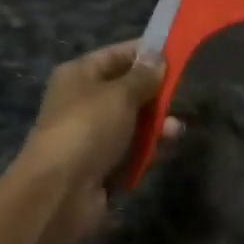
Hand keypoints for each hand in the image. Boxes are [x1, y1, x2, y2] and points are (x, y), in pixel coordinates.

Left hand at [16, 41, 176, 207]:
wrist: (60, 191)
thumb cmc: (88, 127)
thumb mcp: (119, 94)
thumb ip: (142, 76)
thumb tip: (156, 56)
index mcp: (79, 74)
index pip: (116, 55)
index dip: (145, 53)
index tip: (177, 52)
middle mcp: (83, 101)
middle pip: (127, 90)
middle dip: (155, 93)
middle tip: (182, 93)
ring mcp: (92, 136)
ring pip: (133, 123)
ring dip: (156, 124)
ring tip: (175, 129)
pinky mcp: (103, 166)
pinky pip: (133, 150)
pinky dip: (149, 149)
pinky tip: (167, 148)